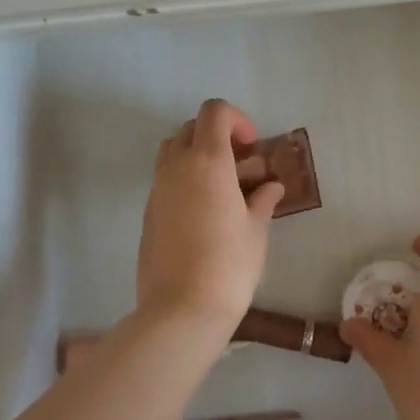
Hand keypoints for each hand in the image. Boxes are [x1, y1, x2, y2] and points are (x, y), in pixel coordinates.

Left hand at [136, 99, 286, 337]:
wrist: (182, 308)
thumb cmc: (230, 264)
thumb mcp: (256, 230)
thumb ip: (262, 200)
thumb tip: (271, 187)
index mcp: (207, 160)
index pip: (214, 111)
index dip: (236, 119)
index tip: (251, 146)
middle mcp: (176, 166)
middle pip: (191, 128)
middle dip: (217, 136)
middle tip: (241, 165)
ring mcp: (157, 189)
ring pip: (173, 151)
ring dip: (197, 156)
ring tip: (223, 187)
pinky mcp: (148, 212)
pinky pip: (166, 180)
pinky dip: (185, 181)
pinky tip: (205, 213)